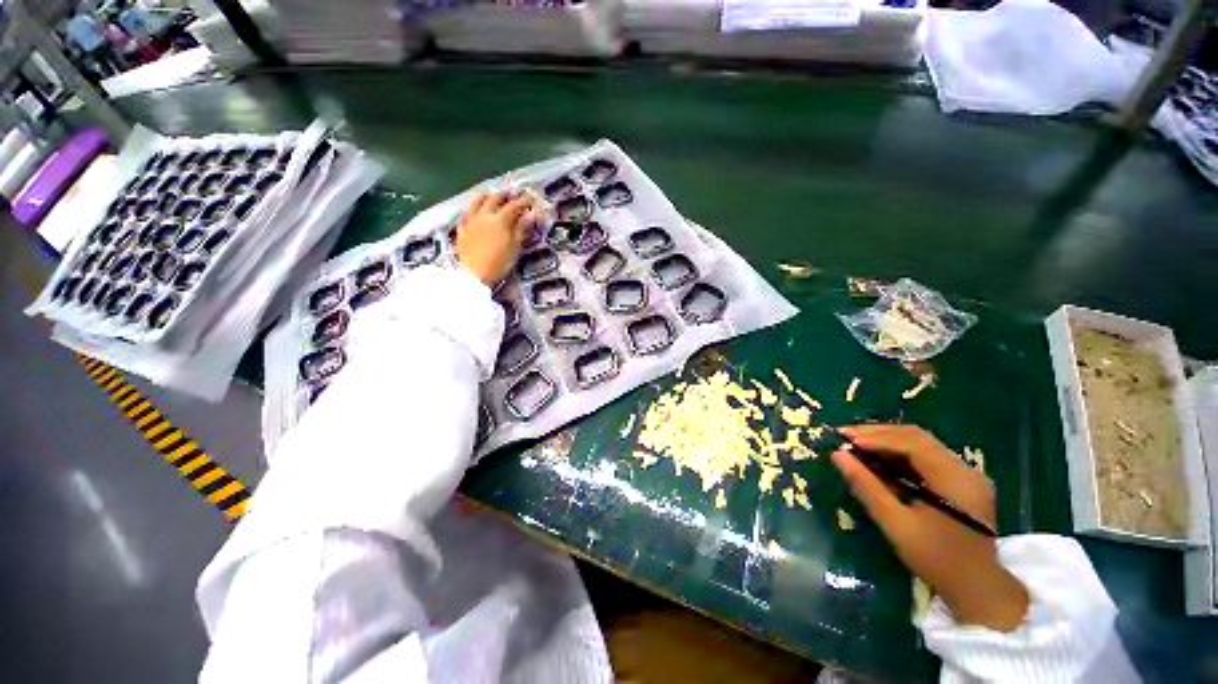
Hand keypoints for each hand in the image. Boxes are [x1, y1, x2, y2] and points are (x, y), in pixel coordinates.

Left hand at [456, 191, 537, 285]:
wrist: (474, 275)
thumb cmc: (499, 263)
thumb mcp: (515, 247)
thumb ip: (521, 229)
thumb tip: (531, 214)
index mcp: (500, 220)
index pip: (513, 206)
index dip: (523, 201)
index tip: (530, 198)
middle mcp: (484, 216)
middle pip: (493, 200)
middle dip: (503, 196)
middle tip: (510, 195)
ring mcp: (470, 223)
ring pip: (476, 204)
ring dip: (484, 198)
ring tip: (488, 195)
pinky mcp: (462, 232)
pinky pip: (465, 218)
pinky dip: (471, 213)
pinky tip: (471, 215)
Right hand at [831, 425, 1029, 631]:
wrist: (978, 589)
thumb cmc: (937, 560)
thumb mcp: (897, 525)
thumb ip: (867, 487)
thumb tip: (837, 456)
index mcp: (955, 479)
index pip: (912, 443)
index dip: (876, 438)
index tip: (845, 441)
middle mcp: (964, 469)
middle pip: (917, 437)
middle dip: (878, 434)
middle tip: (845, 436)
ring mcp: (965, 474)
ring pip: (920, 443)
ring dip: (886, 441)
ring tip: (856, 444)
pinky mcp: (960, 481)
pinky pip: (925, 456)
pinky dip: (898, 453)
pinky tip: (878, 458)